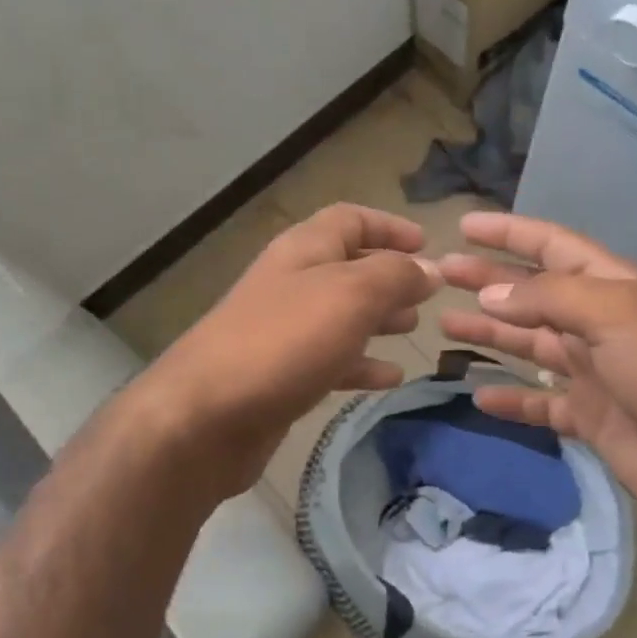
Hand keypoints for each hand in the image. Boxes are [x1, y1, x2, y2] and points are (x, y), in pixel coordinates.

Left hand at [144, 204, 439, 498]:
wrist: (206, 417)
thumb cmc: (284, 342)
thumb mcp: (350, 296)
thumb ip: (395, 276)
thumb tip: (430, 269)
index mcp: (304, 250)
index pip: (350, 219)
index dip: (389, 226)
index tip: (427, 244)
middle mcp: (292, 283)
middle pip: (347, 267)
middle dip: (389, 276)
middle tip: (427, 295)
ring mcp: (283, 331)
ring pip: (341, 315)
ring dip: (378, 318)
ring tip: (413, 329)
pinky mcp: (282, 376)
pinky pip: (331, 360)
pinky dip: (362, 364)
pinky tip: (390, 378)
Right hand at [438, 213, 636, 543]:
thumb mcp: (613, 314)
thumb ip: (548, 299)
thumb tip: (493, 292)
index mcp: (611, 286)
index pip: (551, 246)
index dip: (509, 232)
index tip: (463, 227)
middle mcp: (599, 322)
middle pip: (533, 293)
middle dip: (488, 280)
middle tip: (440, 275)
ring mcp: (595, 371)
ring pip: (531, 345)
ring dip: (491, 332)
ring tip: (445, 324)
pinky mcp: (591, 417)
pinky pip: (540, 403)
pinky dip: (512, 399)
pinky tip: (478, 396)